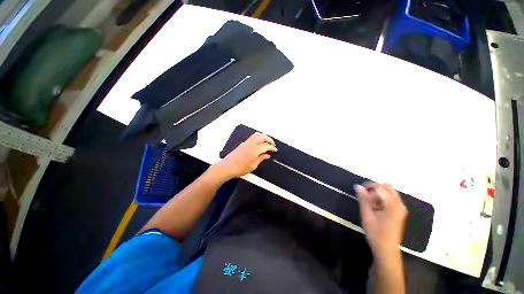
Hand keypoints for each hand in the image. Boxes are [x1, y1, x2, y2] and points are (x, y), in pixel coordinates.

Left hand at [213, 132, 276, 180]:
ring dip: (263, 136)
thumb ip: (261, 158)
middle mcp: (251, 143)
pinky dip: (258, 137)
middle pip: (263, 137)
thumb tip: (266, 155)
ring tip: (266, 141)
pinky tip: (258, 142)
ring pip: (257, 134)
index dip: (272, 147)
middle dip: (269, 139)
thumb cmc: (239, 168)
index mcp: (255, 149)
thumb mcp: (253, 165)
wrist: (227, 167)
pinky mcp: (242, 144)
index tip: (275, 150)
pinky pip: (252, 137)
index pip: (266, 145)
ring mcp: (246, 142)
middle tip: (272, 144)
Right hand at [355, 183, 407, 258]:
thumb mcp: (366, 215)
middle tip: (364, 196)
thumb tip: (357, 186)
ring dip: (377, 194)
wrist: (386, 250)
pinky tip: (374, 208)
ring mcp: (400, 208)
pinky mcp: (398, 212)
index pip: (380, 188)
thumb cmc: (376, 234)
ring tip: (369, 204)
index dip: (368, 187)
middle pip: (387, 187)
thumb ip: (363, 199)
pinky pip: (390, 198)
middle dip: (374, 188)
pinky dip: (380, 199)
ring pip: (388, 192)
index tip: (359, 192)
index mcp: (393, 205)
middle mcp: (400, 204)